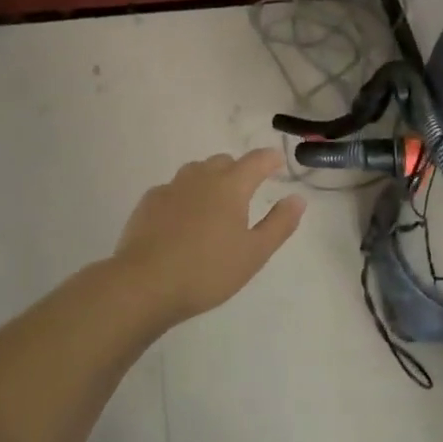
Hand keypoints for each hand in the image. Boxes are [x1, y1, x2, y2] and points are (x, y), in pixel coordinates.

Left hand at [110, 149, 305, 324]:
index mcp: (230, 186)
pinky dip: (184, 196)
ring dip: (209, 179)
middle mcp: (200, 178)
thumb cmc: (208, 270)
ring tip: (214, 203)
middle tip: (246, 189)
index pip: (255, 161)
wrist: (145, 283)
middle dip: (238, 169)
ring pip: (195, 171)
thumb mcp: (254, 253)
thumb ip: (279, 224)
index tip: (277, 162)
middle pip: (223, 162)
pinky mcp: (148, 203)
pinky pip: (172, 189)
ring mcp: (170, 188)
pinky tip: (182, 219)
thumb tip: (297, 198)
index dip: (269, 159)